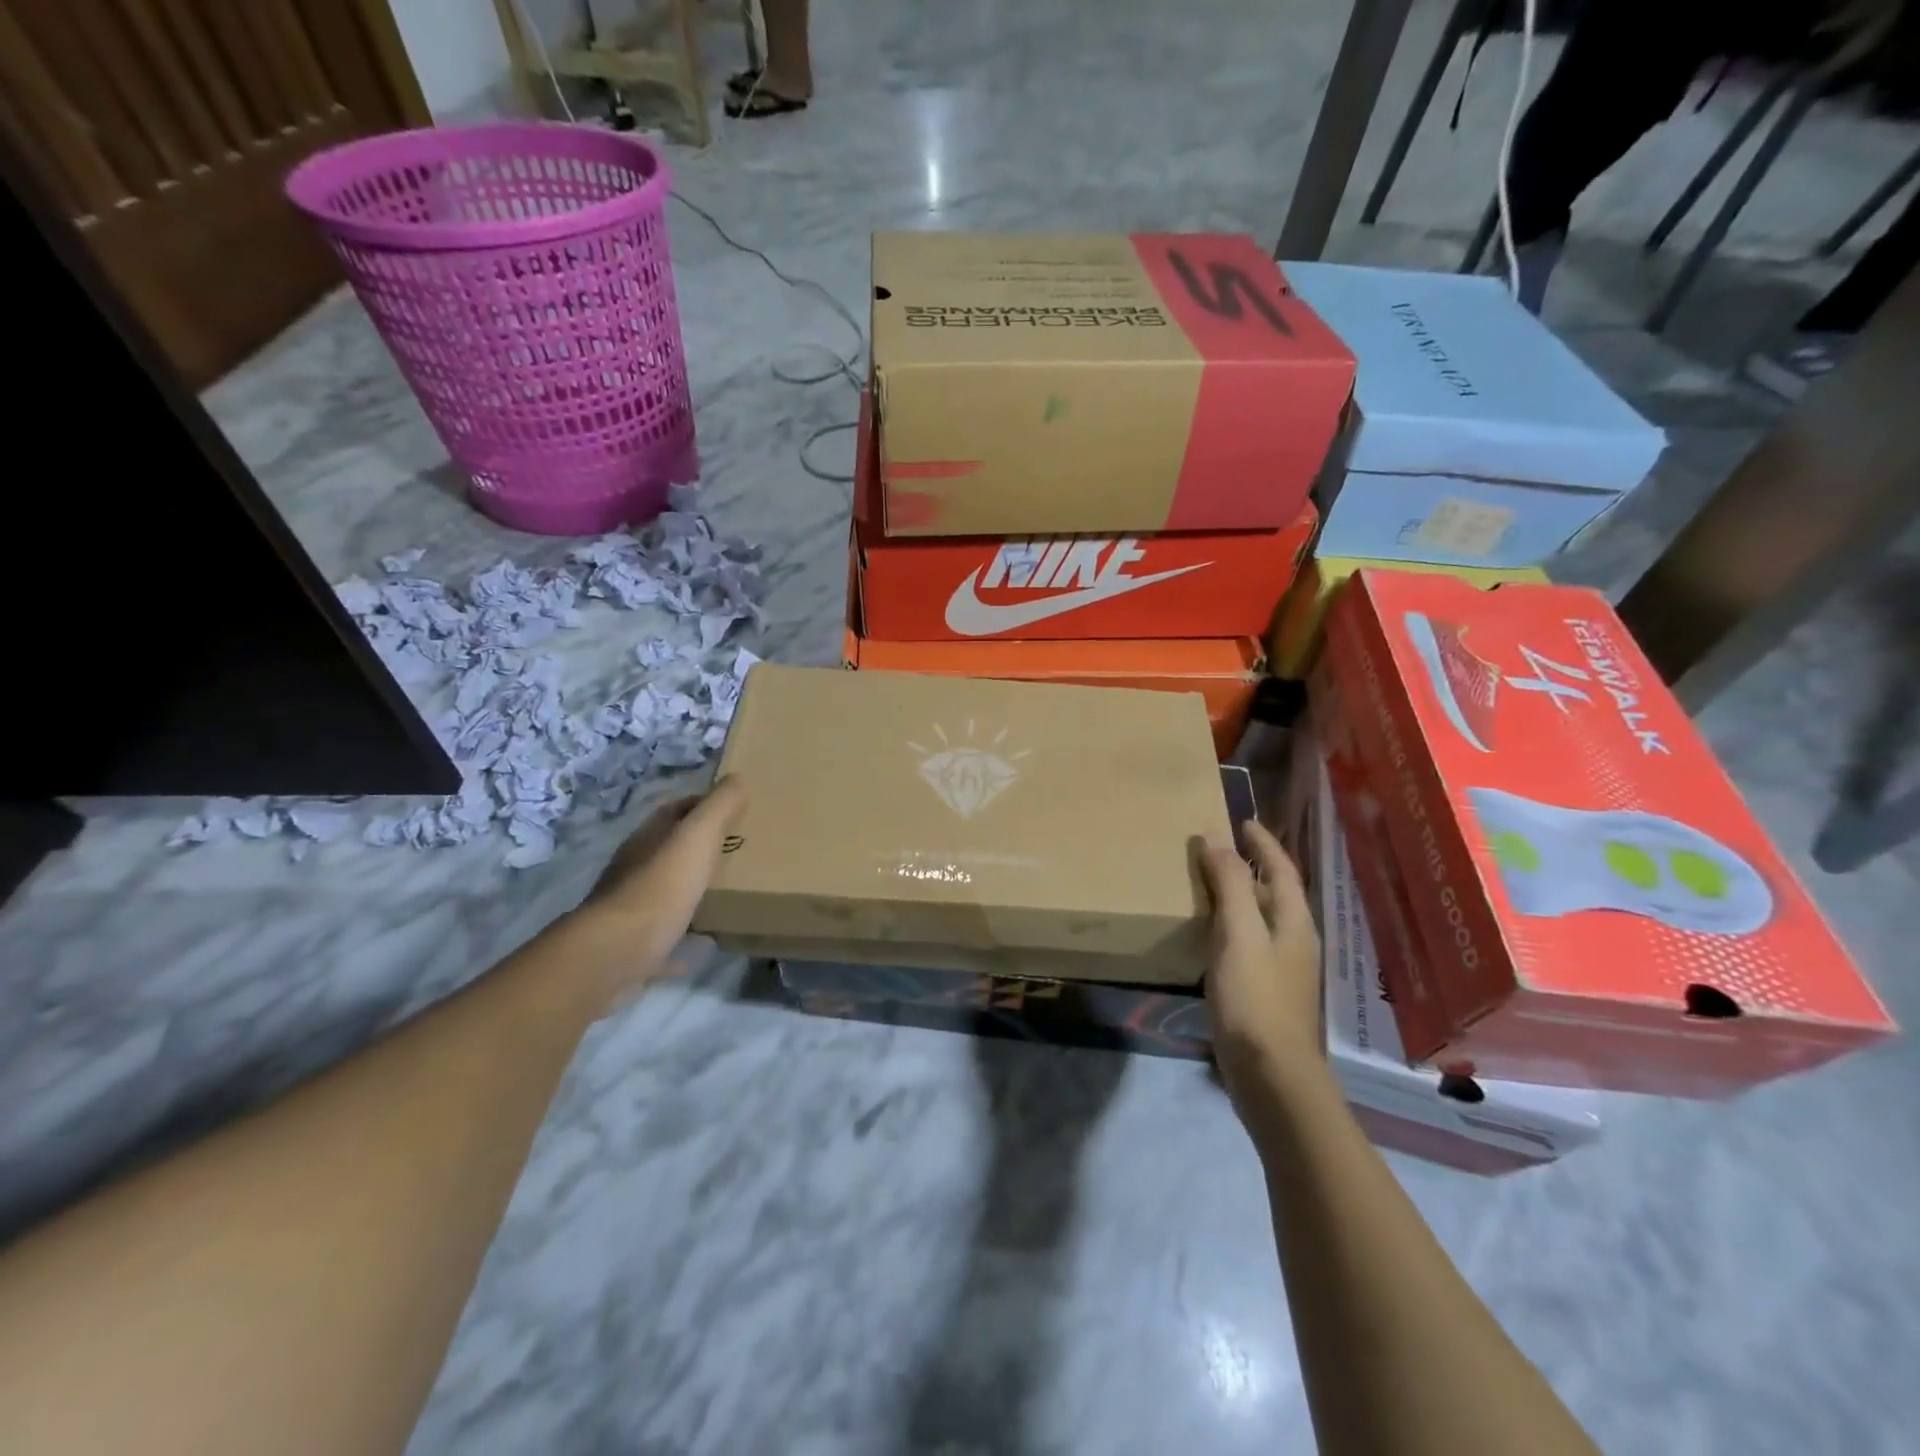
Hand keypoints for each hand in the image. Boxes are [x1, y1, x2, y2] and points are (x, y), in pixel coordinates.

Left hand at [573, 776, 746, 1010]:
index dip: (702, 805)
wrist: (615, 953)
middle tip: (736, 851)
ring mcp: (630, 911)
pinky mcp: (633, 948)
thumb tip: (737, 777)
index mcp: (648, 840)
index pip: (673, 811)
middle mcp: (634, 870)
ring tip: (724, 894)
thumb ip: (719, 807)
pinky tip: (701, 945)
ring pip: (663, 893)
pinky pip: (663, 939)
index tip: (734, 810)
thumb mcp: (697, 837)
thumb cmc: (660, 887)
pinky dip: (681, 939)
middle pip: (668, 851)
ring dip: (688, 891)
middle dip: (698, 849)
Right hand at [1198, 820, 1321, 1107]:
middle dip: (1250, 867)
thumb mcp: (1239, 933)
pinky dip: (1229, 926)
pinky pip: (1247, 943)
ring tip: (1208, 882)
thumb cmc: (1255, 997)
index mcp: (1293, 922)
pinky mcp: (1264, 992)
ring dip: (1239, 896)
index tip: (1243, 821)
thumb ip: (1231, 885)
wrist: (1270, 1074)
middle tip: (1217, 848)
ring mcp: (1281, 969)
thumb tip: (1216, 838)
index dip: (1264, 843)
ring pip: (1259, 919)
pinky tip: (1208, 934)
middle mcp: (1293, 941)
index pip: (1282, 869)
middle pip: (1274, 893)